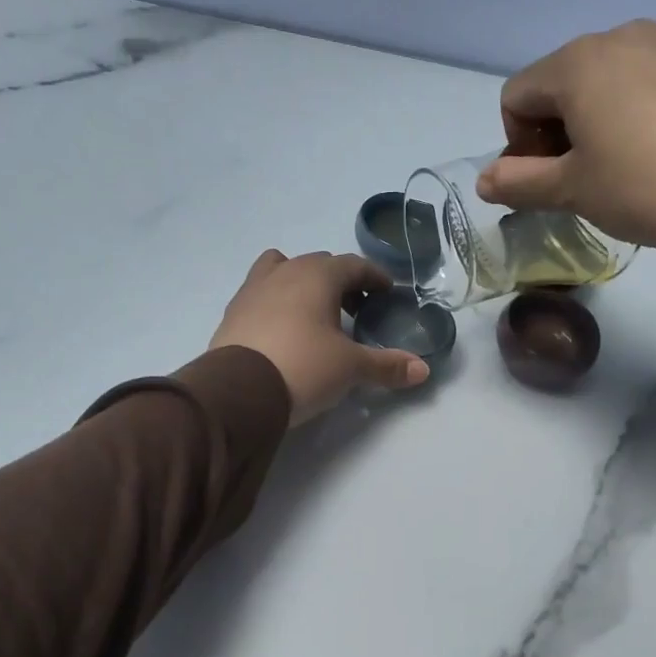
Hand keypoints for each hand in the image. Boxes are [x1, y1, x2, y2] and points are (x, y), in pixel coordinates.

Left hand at [210, 250, 428, 423]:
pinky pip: (260, 296)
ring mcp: (252, 290)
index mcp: (317, 275)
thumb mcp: (350, 368)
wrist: (238, 391)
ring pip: (281, 271)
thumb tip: (423, 371)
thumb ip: (386, 366)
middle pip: (318, 265)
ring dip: (301, 284)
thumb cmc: (303, 367)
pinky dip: (276, 304)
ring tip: (313, 314)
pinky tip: (282, 331)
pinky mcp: (232, 313)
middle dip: (340, 281)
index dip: (374, 277)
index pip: (354, 265)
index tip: (387, 292)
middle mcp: (283, 272)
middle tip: (355, 308)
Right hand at [474, 21, 655, 273]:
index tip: (545, 181)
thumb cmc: (644, 187)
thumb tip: (483, 180)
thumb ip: (518, 183)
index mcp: (577, 63)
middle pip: (563, 82)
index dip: (518, 144)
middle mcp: (621, 34)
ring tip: (627, 165)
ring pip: (610, 78)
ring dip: (599, 118)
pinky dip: (643, 108)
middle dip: (558, 129)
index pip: (516, 96)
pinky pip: (654, 77)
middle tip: (582, 179)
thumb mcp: (571, 192)